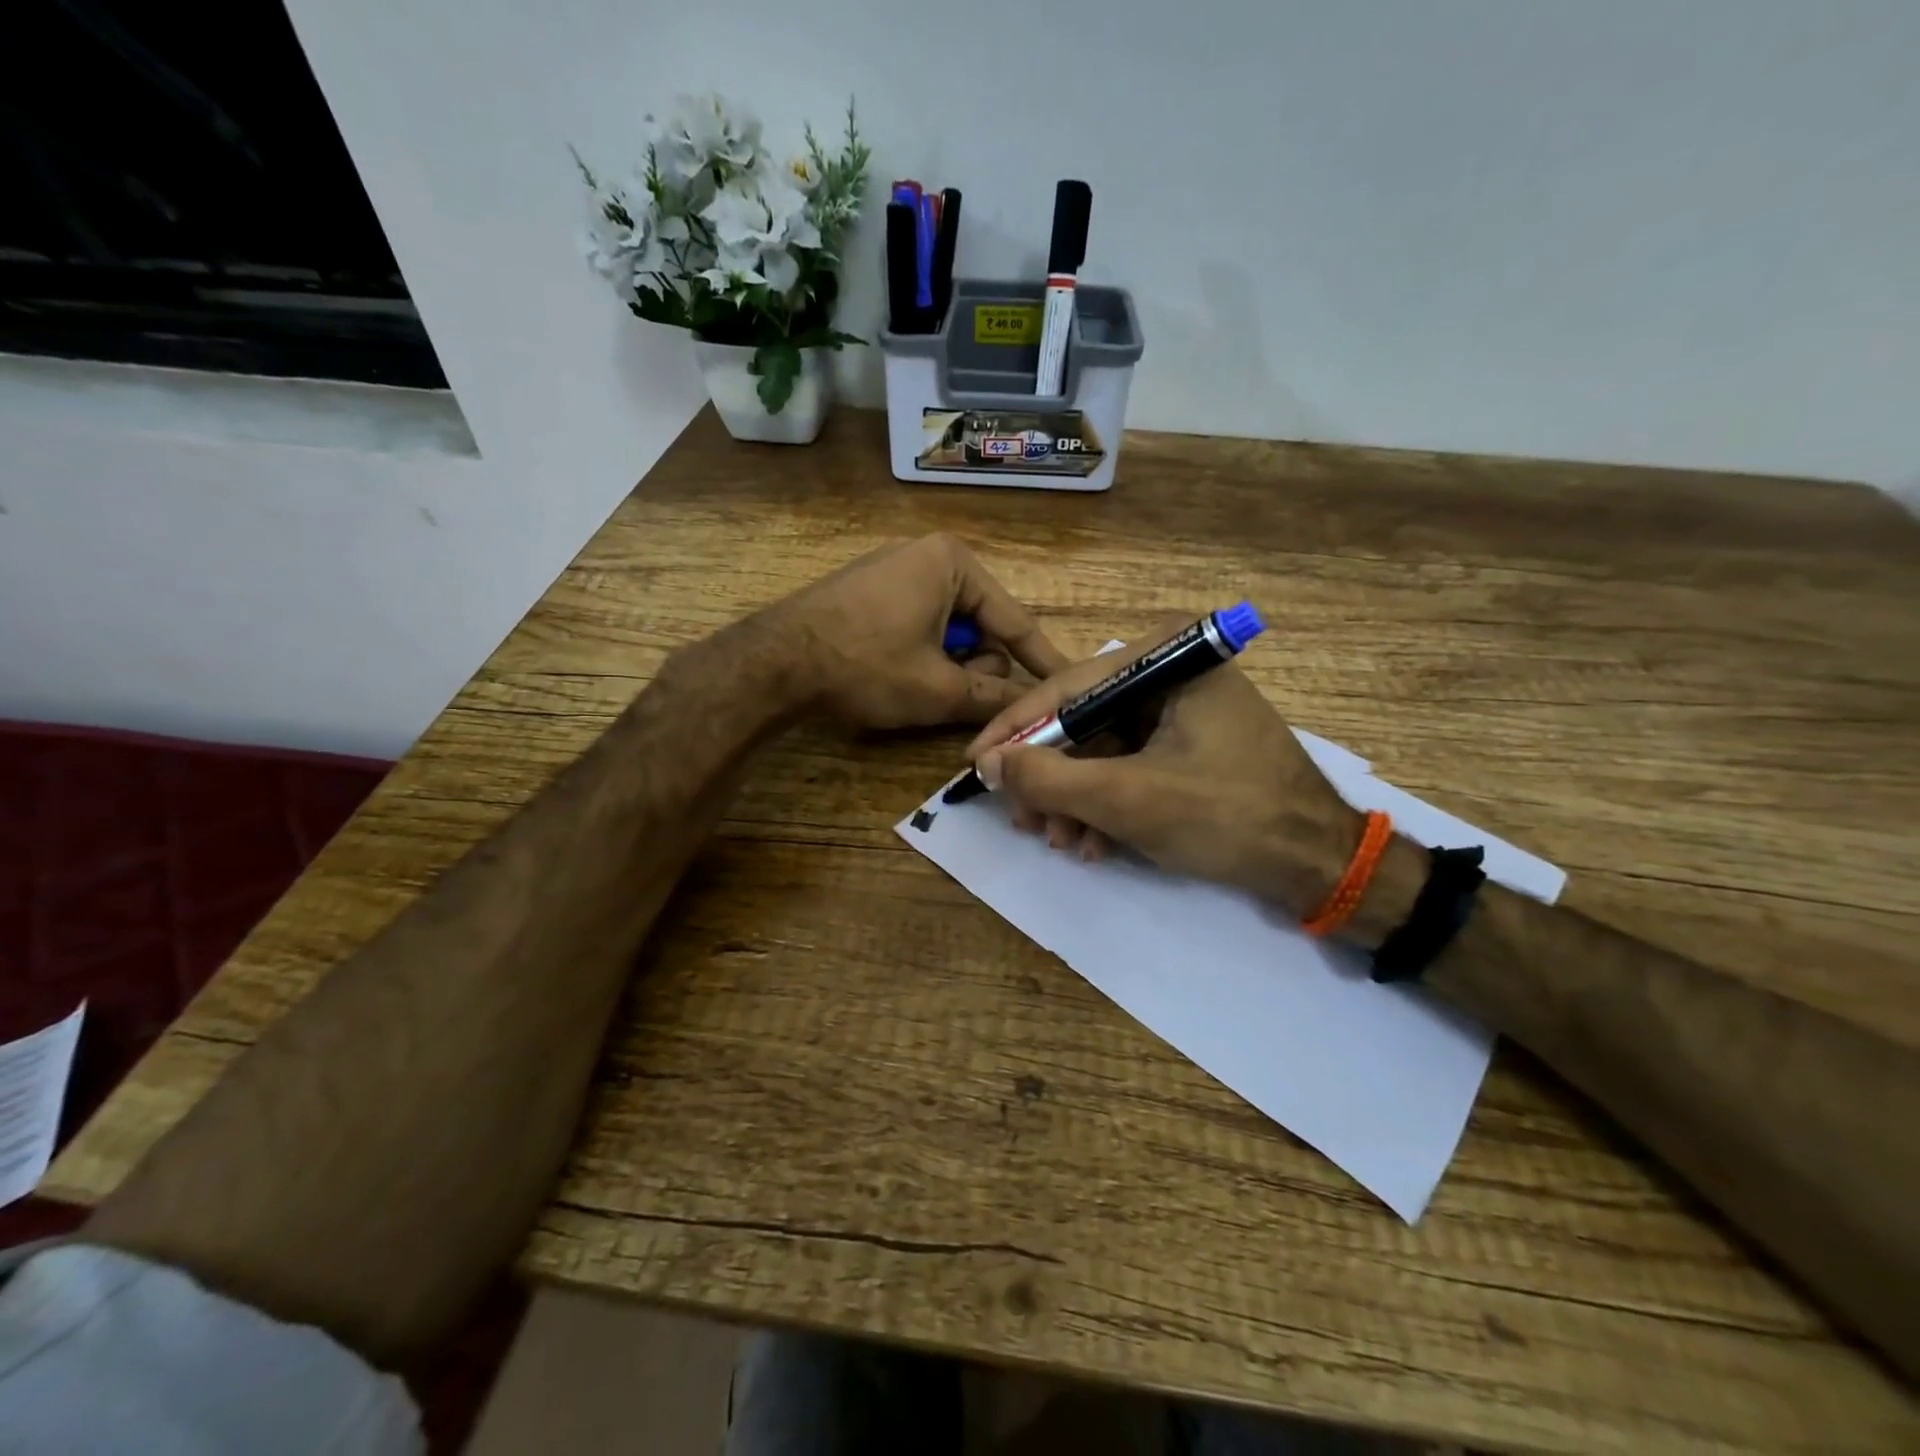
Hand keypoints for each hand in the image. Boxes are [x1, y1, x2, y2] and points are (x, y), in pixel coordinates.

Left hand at [777, 534, 1068, 729]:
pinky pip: (920, 622)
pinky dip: (923, 653)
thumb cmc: (867, 666)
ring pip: (950, 628)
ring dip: (948, 663)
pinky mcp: (872, 589)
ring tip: (919, 687)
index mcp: (954, 563)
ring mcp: (896, 569)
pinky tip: (898, 672)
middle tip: (953, 694)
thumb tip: (1032, 709)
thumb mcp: (938, 688)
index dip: (1042, 659)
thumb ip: (992, 697)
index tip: (1071, 681)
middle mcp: (929, 555)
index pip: (1015, 620)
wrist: (775, 661)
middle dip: (976, 664)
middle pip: (981, 624)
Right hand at [965, 624, 1360, 914]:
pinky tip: (1095, 845)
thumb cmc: (1229, 817)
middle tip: (1024, 822)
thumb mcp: (1129, 798)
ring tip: (1063, 844)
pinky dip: (1106, 806)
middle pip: (1082, 721)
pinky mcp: (1188, 745)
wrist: (1319, 865)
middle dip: (1050, 778)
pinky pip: (1128, 767)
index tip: (975, 764)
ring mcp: (1182, 710)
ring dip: (1074, 800)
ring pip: (1101, 750)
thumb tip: (989, 762)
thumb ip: (1051, 778)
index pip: (1068, 687)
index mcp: (1167, 660)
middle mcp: (1172, 673)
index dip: (1015, 730)